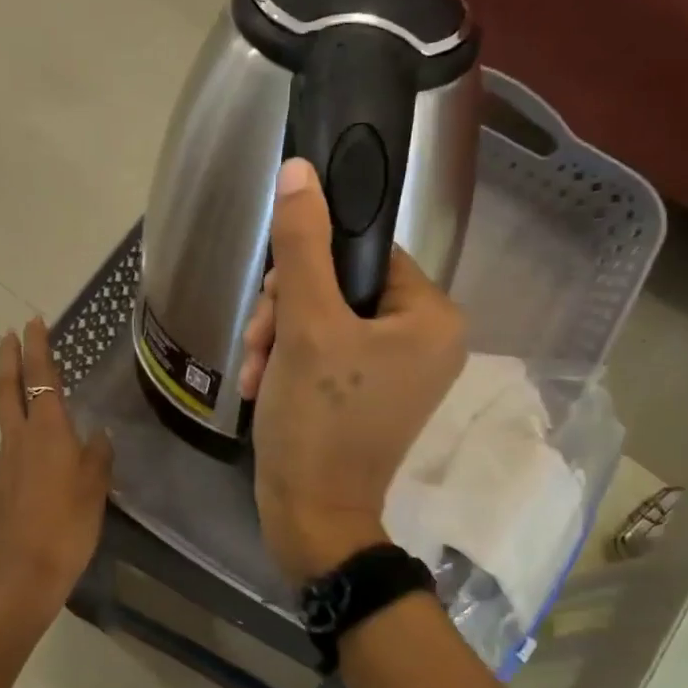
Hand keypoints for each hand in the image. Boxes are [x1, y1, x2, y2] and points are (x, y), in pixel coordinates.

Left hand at [0, 319, 113, 622]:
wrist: (20, 577)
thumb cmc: (66, 528)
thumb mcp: (95, 490)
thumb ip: (98, 457)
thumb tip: (99, 435)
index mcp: (47, 434)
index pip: (42, 379)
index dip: (38, 349)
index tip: (32, 322)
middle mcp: (20, 441)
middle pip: (8, 390)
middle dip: (9, 359)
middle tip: (9, 335)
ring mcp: (5, 465)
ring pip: (7, 418)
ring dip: (13, 392)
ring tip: (28, 385)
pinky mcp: (0, 488)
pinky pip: (13, 448)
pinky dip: (21, 431)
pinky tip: (40, 448)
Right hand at [241, 160, 466, 582]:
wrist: (311, 516)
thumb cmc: (319, 421)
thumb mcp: (306, 325)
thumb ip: (302, 246)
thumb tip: (300, 171)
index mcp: (432, 317)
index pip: (366, 252)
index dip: (311, 265)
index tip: (275, 296)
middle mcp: (427, 340)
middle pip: (341, 287)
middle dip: (288, 311)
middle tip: (262, 342)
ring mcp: (399, 371)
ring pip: (326, 318)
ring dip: (280, 338)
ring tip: (255, 371)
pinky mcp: (371, 394)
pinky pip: (327, 352)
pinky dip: (290, 362)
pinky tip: (261, 385)